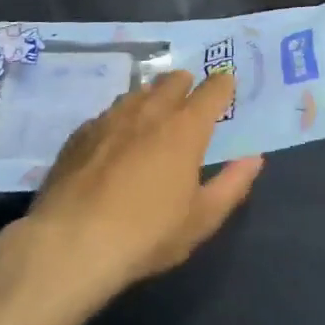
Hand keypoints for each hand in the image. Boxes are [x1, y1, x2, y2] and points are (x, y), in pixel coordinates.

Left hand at [20, 70, 262, 303]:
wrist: (71, 244)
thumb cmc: (147, 234)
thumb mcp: (201, 219)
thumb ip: (232, 185)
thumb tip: (253, 159)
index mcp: (185, 127)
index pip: (212, 90)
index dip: (222, 85)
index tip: (226, 85)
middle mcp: (149, 111)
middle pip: (172, 80)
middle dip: (185, 84)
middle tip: (190, 100)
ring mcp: (110, 118)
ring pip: (137, 92)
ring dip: (151, 96)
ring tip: (153, 115)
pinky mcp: (80, 133)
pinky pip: (108, 113)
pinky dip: (120, 119)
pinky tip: (115, 139)